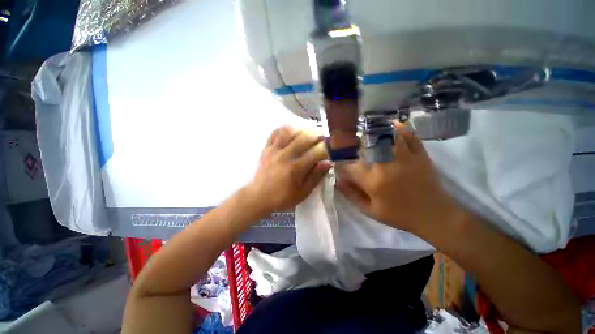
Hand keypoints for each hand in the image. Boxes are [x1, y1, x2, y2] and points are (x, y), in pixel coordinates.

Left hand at [246, 126, 330, 214]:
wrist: (258, 197)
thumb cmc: (282, 197)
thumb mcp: (303, 192)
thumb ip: (316, 177)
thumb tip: (328, 163)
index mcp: (295, 168)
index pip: (315, 153)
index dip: (326, 148)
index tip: (332, 147)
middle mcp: (285, 156)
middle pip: (304, 138)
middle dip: (317, 135)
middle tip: (323, 136)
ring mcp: (274, 150)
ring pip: (289, 132)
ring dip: (301, 129)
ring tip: (309, 131)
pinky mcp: (266, 149)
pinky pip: (275, 133)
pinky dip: (284, 128)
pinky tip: (291, 130)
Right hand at [335, 122, 460, 233]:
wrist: (433, 215)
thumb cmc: (399, 215)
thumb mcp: (370, 211)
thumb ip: (351, 195)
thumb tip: (337, 182)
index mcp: (372, 180)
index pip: (348, 167)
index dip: (340, 165)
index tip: (337, 165)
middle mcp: (385, 164)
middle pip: (364, 147)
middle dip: (354, 145)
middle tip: (350, 147)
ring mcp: (404, 157)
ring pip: (386, 136)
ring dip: (375, 131)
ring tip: (368, 129)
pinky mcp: (419, 154)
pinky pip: (409, 136)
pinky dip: (400, 128)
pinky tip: (393, 125)